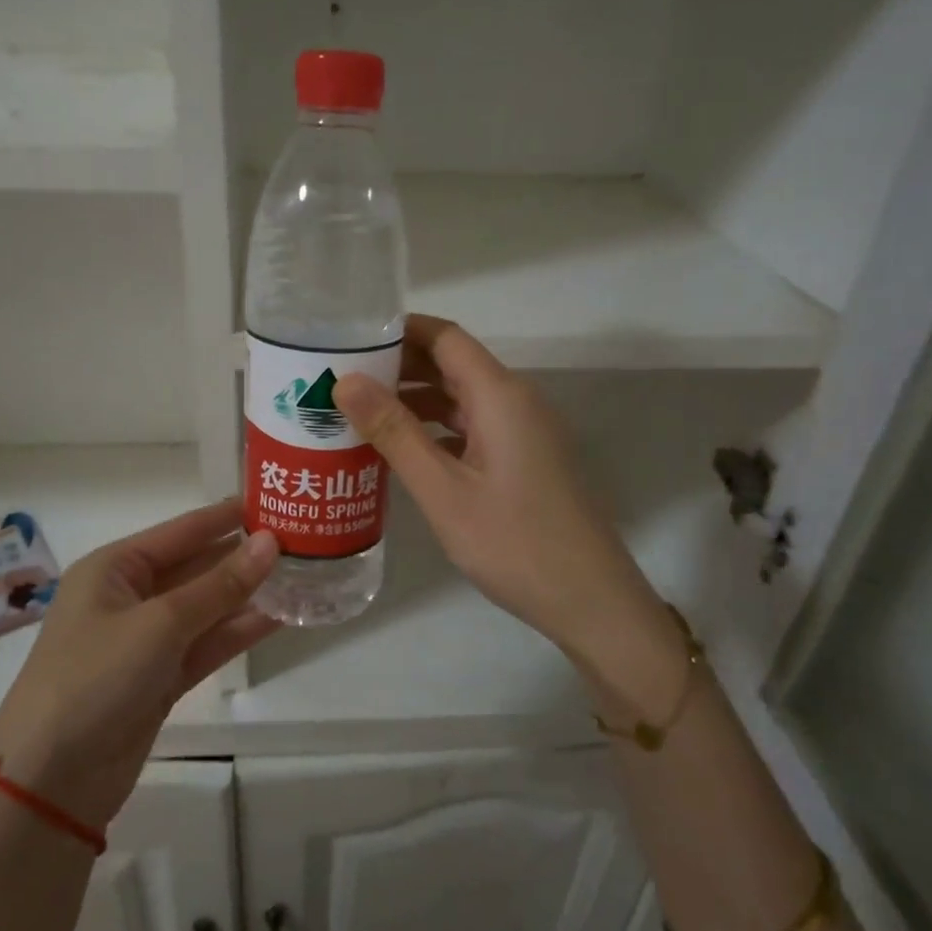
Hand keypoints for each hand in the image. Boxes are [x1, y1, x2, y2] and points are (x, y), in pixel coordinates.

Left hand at [0, 501, 278, 827]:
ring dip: (246, 596)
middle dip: (242, 557)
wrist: (50, 781)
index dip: (226, 517)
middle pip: (195, 567)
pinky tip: (278, 618)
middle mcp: (129, 597)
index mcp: (114, 568)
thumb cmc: (96, 677)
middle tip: (299, 541)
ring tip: (300, 577)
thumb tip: (270, 542)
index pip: (181, 531)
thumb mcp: (161, 623)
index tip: (273, 500)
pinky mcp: (159, 679)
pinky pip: (204, 644)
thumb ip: (220, 584)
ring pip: (205, 608)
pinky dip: (236, 632)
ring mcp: (145, 641)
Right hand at [333, 315, 676, 684]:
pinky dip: (436, 428)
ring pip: (462, 397)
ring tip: (359, 412)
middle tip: (341, 378)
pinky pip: (474, 427)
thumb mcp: (443, 490)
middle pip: (453, 363)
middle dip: (399, 366)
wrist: (590, 600)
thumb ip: (395, 432)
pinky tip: (402, 449)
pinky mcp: (525, 458)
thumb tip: (346, 381)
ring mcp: (524, 431)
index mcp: (500, 395)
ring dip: (415, 399)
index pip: (445, 337)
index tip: (350, 338)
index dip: (399, 330)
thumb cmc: (514, 542)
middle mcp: (516, 401)